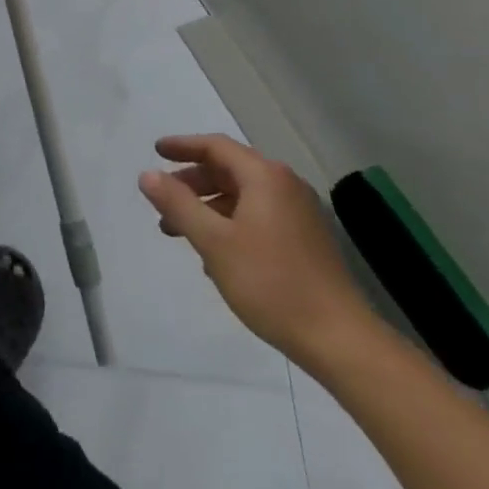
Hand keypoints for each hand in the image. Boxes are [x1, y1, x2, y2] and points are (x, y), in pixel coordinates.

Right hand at [139, 133, 375, 369]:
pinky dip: (230, 224)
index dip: (182, 146)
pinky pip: (258, 217)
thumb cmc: (271, 283)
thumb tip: (147, 175)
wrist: (342, 342)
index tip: (156, 151)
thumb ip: (177, 204)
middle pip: (229, 170)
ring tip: (182, 233)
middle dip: (192, 183)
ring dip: (209, 208)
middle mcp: (285, 186)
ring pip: (242, 196)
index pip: (215, 146)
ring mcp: (300, 214)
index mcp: (265, 177)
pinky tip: (216, 256)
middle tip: (164, 202)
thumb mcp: (213, 242)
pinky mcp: (306, 241)